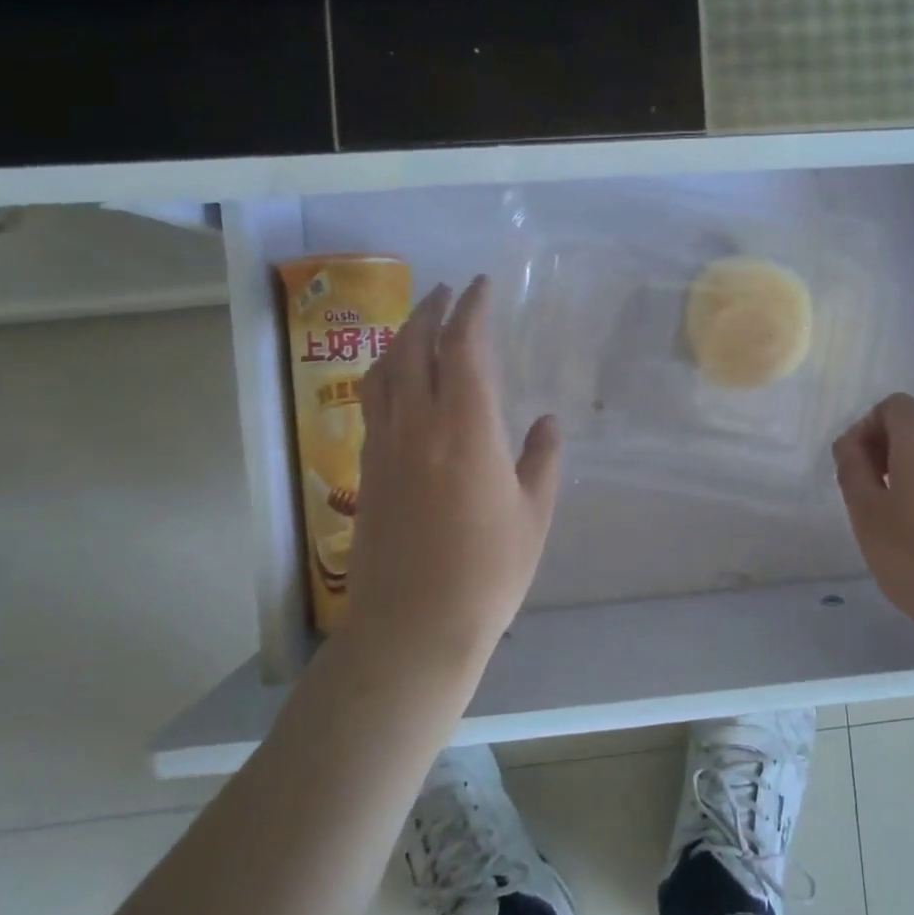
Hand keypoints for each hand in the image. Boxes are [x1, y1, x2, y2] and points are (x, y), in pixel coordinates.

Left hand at [345, 276, 561, 661]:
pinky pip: (372, 402)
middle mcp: (418, 426)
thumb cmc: (486, 573)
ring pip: (384, 372)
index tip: (480, 286)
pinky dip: (385, 374)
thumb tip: (547, 421)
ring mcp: (385, 448)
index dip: (471, 309)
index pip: (463, 348)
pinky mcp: (367, 472)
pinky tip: (397, 381)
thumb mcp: (533, 516)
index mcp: (465, 430)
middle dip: (430, 311)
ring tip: (418, 324)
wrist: (412, 628)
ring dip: (401, 337)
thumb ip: (542, 460)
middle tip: (446, 292)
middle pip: (414, 348)